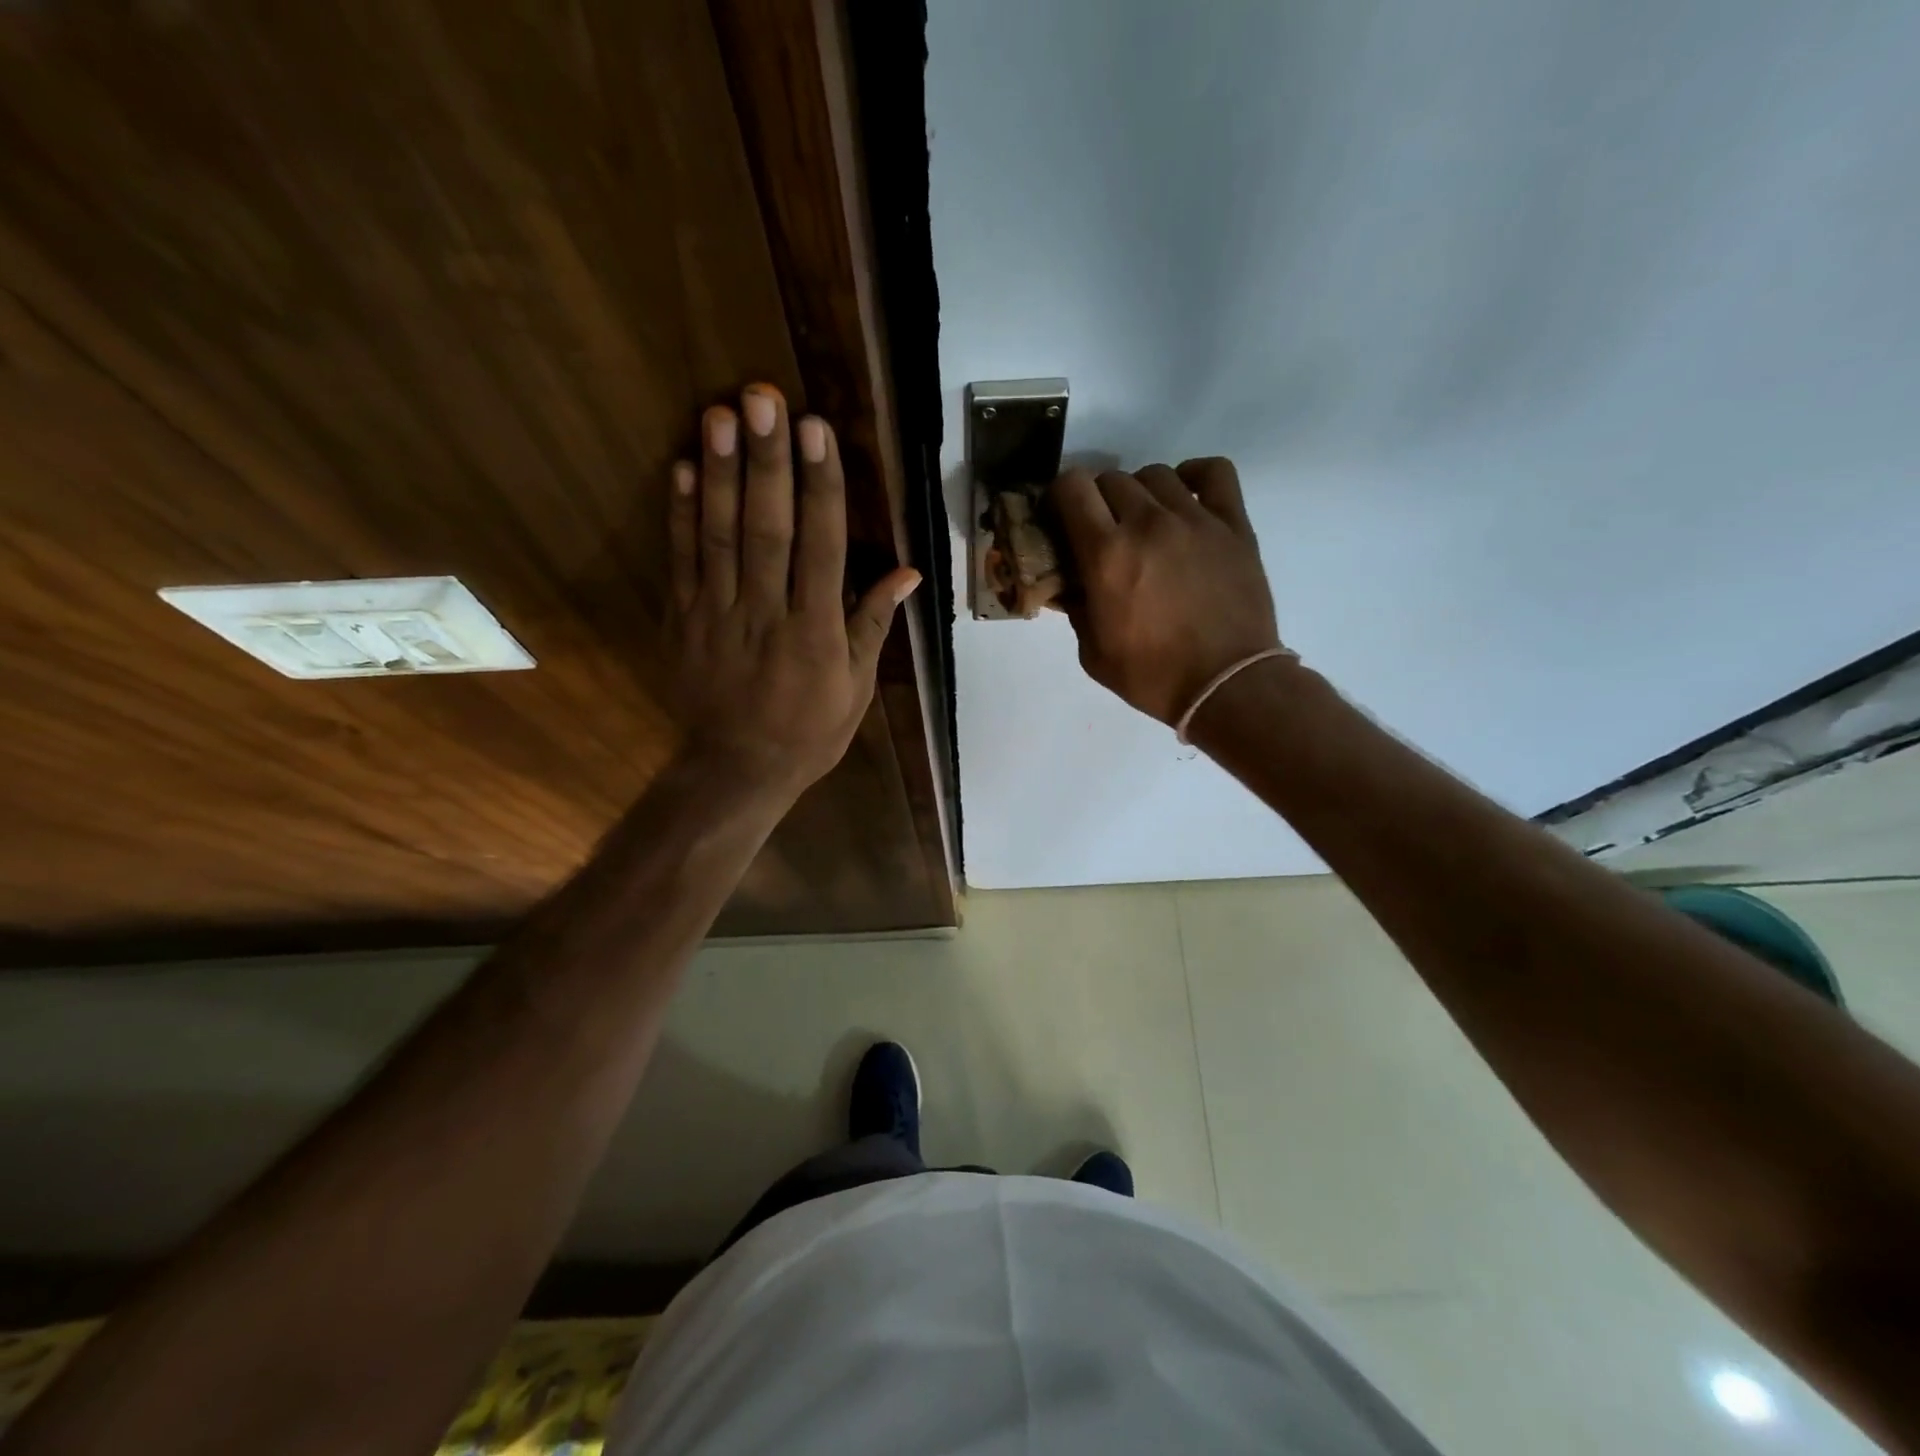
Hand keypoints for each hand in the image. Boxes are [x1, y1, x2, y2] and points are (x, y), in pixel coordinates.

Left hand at [668, 385, 918, 799]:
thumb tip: (908, 570)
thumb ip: (873, 624)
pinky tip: (681, 468)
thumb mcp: (855, 688)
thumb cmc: (809, 731)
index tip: (817, 432)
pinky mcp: (683, 620)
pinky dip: (680, 515)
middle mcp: (766, 614)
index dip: (819, 487)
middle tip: (762, 398)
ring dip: (720, 473)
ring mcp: (717, 614)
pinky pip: (680, 562)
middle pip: (767, 529)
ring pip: (719, 536)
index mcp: (815, 633)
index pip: (821, 548)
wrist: (737, 769)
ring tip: (720, 414)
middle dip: (767, 462)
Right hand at [1049, 458, 1282, 724]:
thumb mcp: (1092, 653)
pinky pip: (1213, 472)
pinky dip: (1194, 476)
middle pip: (1111, 479)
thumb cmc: (1152, 676)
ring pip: (1155, 474)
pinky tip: (1186, 498)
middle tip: (1102, 531)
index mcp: (1106, 554)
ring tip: (1144, 521)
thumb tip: (1069, 582)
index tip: (1062, 519)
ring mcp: (1195, 519)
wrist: (1226, 685)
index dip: (1060, 497)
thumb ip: (1075, 607)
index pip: (1072, 487)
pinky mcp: (1233, 524)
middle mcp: (1147, 523)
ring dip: (1140, 492)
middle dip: (1097, 501)